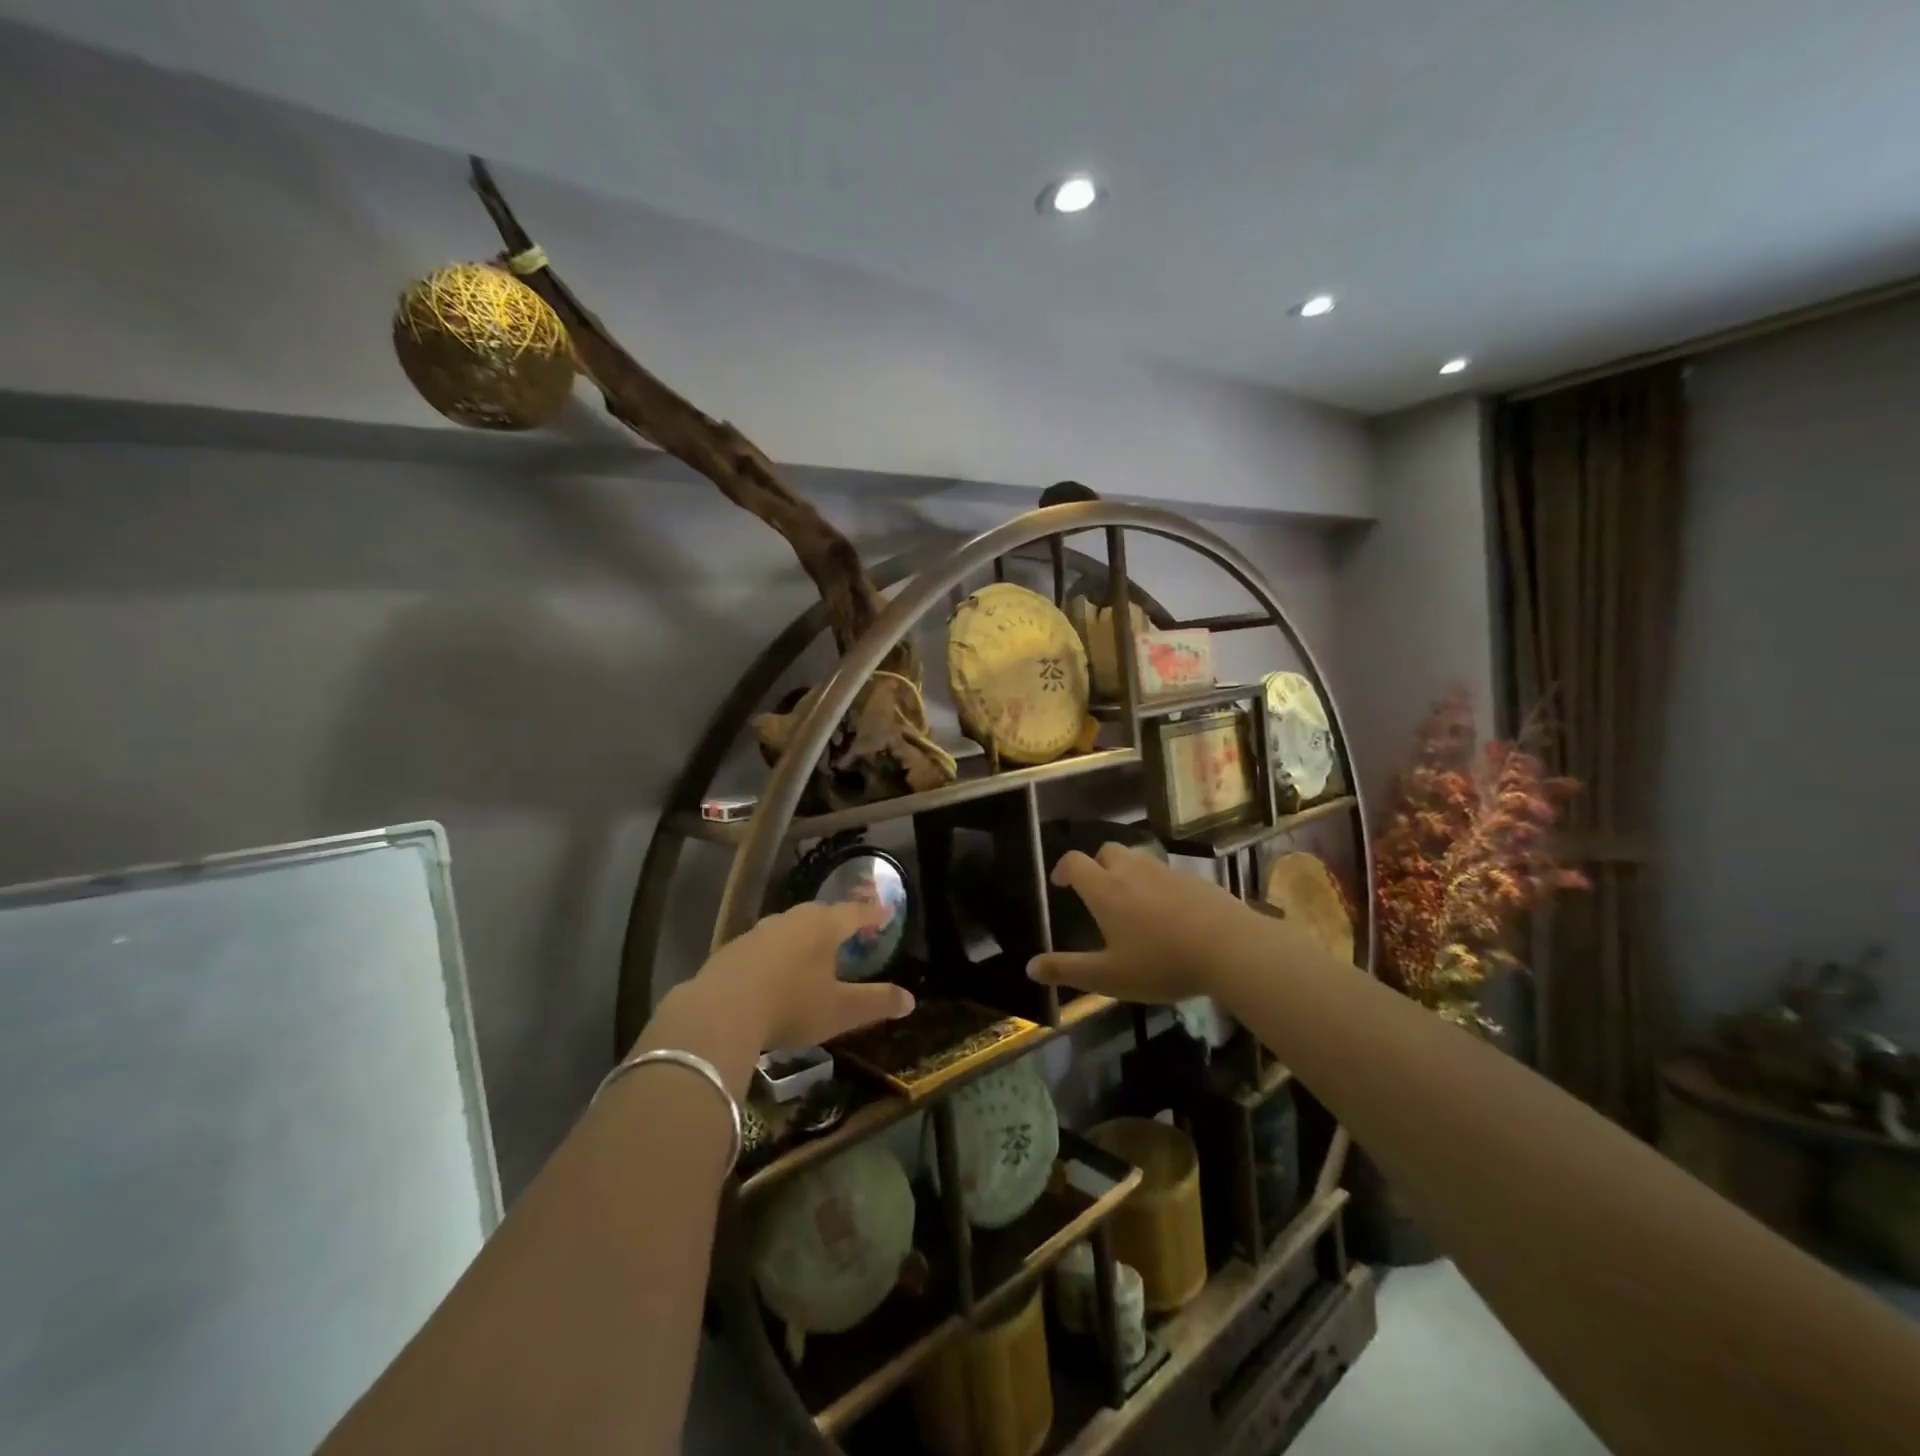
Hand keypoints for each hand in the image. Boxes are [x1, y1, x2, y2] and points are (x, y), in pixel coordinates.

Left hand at [693, 901, 915, 1050]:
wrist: (719, 1011)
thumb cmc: (791, 1005)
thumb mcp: (841, 1010)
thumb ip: (877, 1002)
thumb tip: (911, 1000)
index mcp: (824, 927)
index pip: (856, 913)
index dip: (873, 913)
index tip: (886, 911)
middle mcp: (793, 919)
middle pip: (822, 913)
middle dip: (838, 919)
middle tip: (849, 929)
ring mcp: (760, 931)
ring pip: (791, 925)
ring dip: (805, 934)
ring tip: (813, 949)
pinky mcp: (733, 948)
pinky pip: (765, 943)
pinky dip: (777, 951)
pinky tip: (774, 970)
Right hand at [1027, 843, 1271, 1003]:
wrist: (1230, 948)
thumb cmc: (1161, 963)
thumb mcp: (1109, 976)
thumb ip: (1068, 970)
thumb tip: (1029, 968)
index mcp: (1105, 890)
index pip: (1075, 862)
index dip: (1063, 869)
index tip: (1060, 883)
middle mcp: (1132, 871)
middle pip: (1107, 851)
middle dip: (1097, 865)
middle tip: (1097, 891)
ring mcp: (1166, 872)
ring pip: (1138, 859)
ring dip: (1127, 872)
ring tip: (1132, 902)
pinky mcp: (1195, 880)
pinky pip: (1166, 873)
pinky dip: (1157, 884)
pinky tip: (1168, 913)